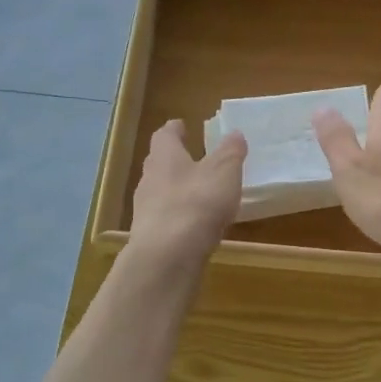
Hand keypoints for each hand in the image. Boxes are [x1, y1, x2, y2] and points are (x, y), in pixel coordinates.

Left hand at [126, 118, 245, 272]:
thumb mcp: (224, 171)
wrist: (168, 256)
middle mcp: (149, 178)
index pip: (165, 135)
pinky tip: (194, 224)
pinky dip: (178, 216)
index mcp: (164, 156)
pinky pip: (165, 218)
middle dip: (174, 159)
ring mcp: (145, 210)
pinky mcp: (150, 236)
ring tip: (198, 192)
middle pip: (159, 162)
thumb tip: (235, 133)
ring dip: (176, 189)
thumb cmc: (197, 202)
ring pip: (160, 191)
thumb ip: (230, 152)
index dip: (174, 129)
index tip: (181, 125)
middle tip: (191, 157)